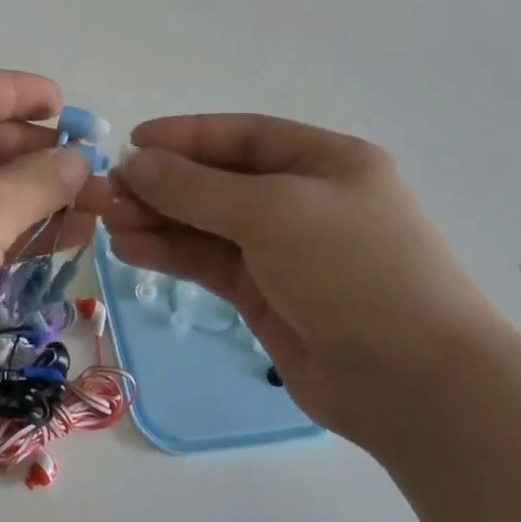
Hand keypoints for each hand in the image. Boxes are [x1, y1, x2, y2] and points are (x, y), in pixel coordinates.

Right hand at [105, 115, 510, 451]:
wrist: (415, 385)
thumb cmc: (352, 272)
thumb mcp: (272, 212)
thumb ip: (196, 188)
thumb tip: (135, 162)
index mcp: (324, 162)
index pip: (241, 137)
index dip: (184, 136)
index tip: (130, 143)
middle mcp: (303, 200)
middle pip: (217, 181)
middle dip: (161, 184)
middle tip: (106, 192)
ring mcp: (284, 251)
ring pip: (206, 225)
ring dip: (157, 220)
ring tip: (107, 222)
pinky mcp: (267, 295)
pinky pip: (208, 263)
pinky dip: (170, 254)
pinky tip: (129, 250)